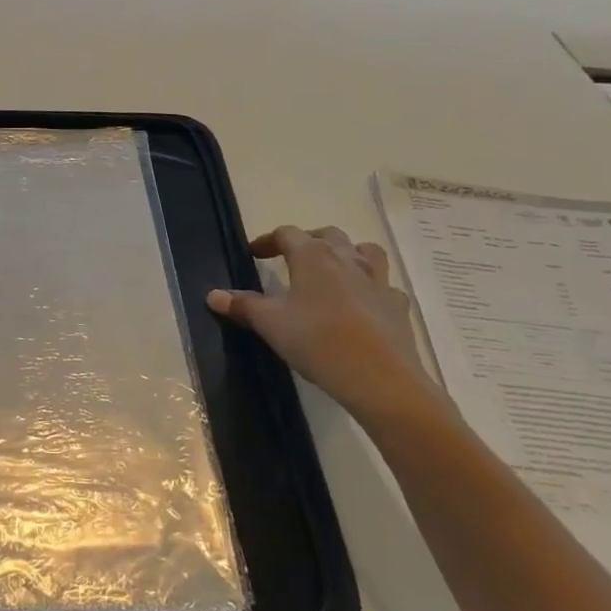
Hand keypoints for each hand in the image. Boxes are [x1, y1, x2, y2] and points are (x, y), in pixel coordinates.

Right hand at [207, 225, 452, 430]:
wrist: (379, 377)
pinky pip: (384, 285)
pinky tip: (363, 304)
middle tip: (293, 259)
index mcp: (312, 256)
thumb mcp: (270, 324)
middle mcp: (347, 258)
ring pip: (364, 251)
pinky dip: (372, 288)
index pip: (286, 233)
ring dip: (347, 254)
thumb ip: (243, 306)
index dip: (267, 241)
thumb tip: (213, 295)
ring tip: (334, 270)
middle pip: (327, 235)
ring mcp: (378, 279)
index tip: (254, 254)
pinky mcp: (397, 305)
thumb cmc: (316, 340)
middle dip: (308, 241)